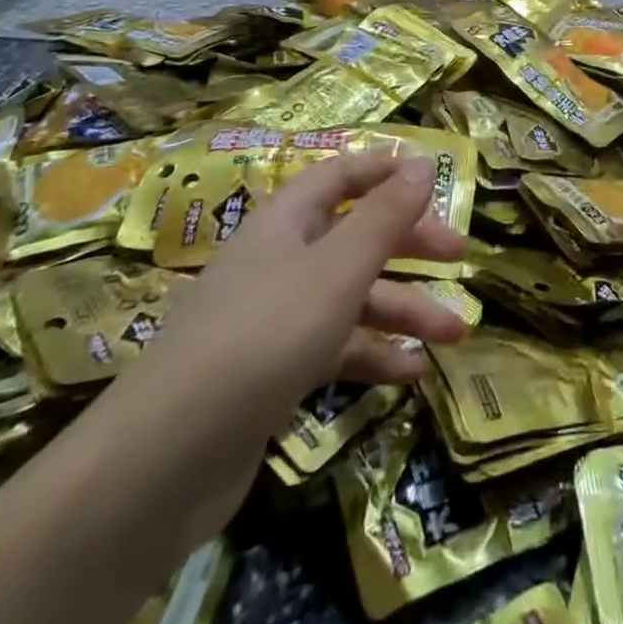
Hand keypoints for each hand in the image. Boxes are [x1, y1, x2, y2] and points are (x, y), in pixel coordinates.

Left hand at [94, 152, 471, 546]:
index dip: (385, 170)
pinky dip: (373, 354)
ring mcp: (274, 317)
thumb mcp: (337, 269)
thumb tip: (422, 161)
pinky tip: (412, 374)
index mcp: (287, 221)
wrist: (163, 462)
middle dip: (410, 245)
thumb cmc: (263, 336)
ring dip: (404, 310)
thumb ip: (385, 216)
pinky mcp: (272, 371)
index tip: (434, 178)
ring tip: (456, 333)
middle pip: (355, 236)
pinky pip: (334, 346)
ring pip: (351, 297)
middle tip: (460, 256)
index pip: (341, 175)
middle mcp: (281, 259)